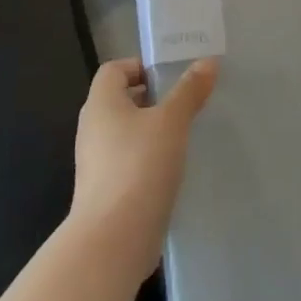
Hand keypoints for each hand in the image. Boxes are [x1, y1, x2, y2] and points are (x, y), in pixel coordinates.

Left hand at [71, 57, 217, 273]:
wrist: (114, 239)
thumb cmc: (140, 166)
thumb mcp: (171, 121)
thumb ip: (189, 90)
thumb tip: (207, 62)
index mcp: (101, 104)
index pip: (114, 69)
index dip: (140, 66)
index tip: (172, 78)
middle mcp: (93, 129)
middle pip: (120, 101)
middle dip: (153, 99)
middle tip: (186, 104)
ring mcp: (96, 163)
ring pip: (126, 134)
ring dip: (152, 131)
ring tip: (185, 136)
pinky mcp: (105, 191)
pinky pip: (128, 162)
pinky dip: (148, 159)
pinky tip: (173, 169)